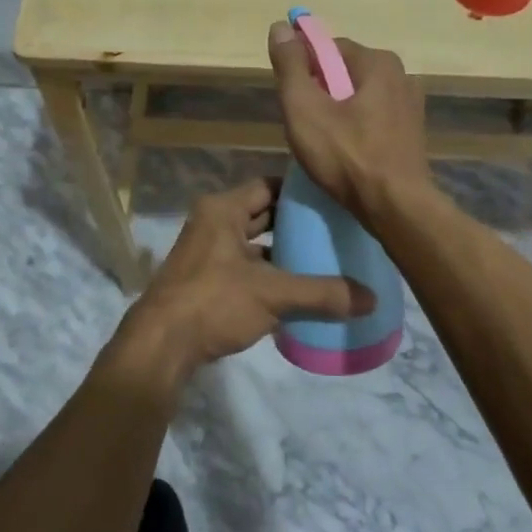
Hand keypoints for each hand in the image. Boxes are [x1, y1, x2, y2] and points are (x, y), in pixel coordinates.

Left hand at [113, 178, 373, 390]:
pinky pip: (245, 267)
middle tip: (335, 229)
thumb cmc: (214, 302)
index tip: (331, 199)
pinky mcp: (205, 281)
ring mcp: (206, 253)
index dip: (298, 191)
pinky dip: (268, 274)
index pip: (267, 185)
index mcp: (222, 209)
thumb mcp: (273, 294)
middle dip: (295, 223)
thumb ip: (322, 294)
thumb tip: (371, 299)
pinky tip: (297, 289)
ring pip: (253, 243)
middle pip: (261, 213)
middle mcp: (212, 223)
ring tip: (323, 258)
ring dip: (282, 251)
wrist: (160, 346)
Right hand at [268, 20, 431, 222]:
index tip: (290, 97)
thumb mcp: (304, 108)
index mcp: (378, 62)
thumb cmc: (345, 155)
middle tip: (303, 124)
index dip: (303, 68)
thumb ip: (290, 65)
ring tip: (322, 143)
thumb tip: (280, 26)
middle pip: (344, 72)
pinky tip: (346, 153)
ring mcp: (411, 106)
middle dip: (320, 92)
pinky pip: (374, 118)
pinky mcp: (413, 133)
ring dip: (338, 112)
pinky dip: (356, 128)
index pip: (328, 48)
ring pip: (359, 97)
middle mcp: (401, 75)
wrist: (396, 208)